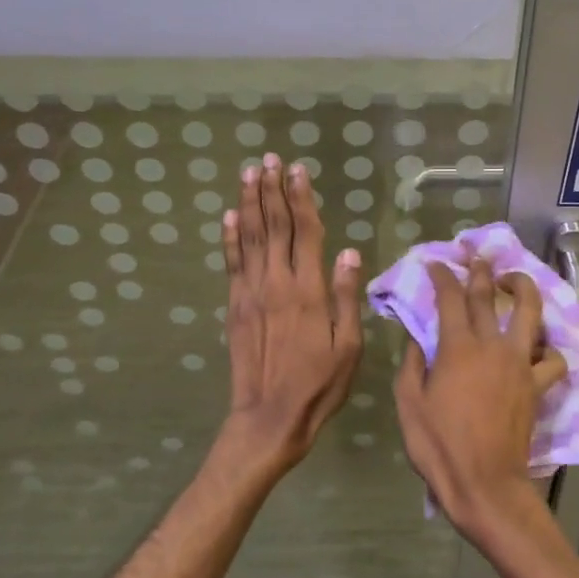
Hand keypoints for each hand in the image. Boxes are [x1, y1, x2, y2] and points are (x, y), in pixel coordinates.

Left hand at [219, 153, 363, 475]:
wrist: (268, 418)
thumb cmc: (318, 385)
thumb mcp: (348, 347)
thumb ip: (347, 297)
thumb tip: (349, 252)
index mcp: (309, 290)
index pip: (306, 232)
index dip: (301, 198)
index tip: (298, 170)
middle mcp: (277, 283)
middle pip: (273, 226)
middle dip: (272, 190)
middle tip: (269, 159)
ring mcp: (251, 293)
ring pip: (249, 237)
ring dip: (249, 202)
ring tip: (249, 173)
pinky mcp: (234, 306)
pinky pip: (231, 263)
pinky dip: (229, 236)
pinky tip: (228, 215)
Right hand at [393, 259, 567, 540]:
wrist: (485, 484)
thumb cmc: (440, 446)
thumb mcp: (409, 404)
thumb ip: (412, 365)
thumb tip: (416, 340)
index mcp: (457, 348)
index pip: (450, 297)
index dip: (442, 275)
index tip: (435, 264)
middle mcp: (492, 345)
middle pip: (488, 295)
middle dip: (480, 271)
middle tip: (476, 257)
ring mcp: (519, 363)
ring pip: (530, 313)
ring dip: (523, 288)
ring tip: (515, 281)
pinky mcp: (537, 385)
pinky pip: (552, 360)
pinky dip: (548, 350)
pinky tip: (539, 348)